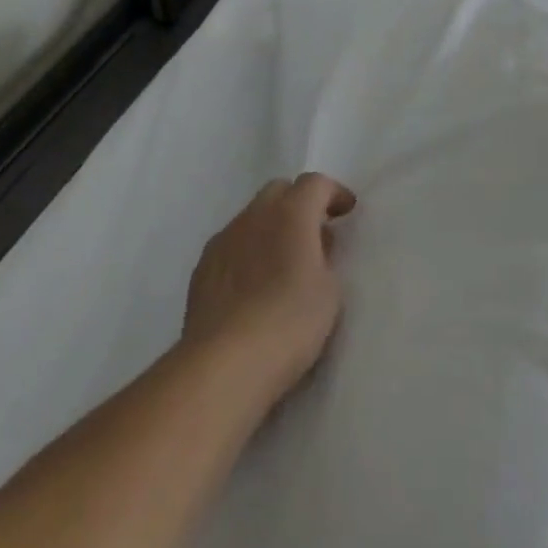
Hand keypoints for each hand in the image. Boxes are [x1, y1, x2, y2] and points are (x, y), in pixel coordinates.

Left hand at [182, 173, 357, 408]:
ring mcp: (224, 240)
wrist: (224, 364)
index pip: (315, 184)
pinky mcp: (202, 268)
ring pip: (252, 216)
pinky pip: (232, 244)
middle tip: (315, 232)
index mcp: (291, 213)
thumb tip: (315, 245)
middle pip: (279, 191)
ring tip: (283, 261)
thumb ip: (325, 258)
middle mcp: (254, 216)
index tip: (346, 211)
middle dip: (299, 203)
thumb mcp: (329, 291)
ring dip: (272, 227)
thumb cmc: (289, 322)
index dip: (333, 193)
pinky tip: (254, 284)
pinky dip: (249, 250)